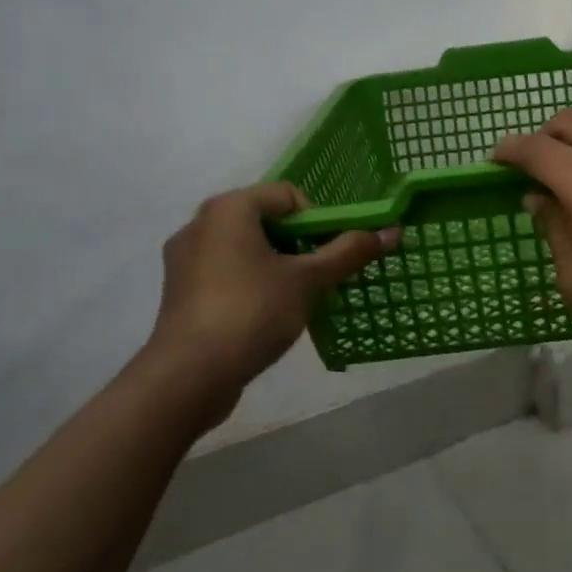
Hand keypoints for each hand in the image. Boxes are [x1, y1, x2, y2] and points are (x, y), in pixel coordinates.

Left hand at [147, 182, 393, 425]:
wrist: (187, 377)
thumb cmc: (251, 312)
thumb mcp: (308, 280)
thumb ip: (348, 252)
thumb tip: (393, 231)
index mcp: (229, 207)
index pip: (288, 195)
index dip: (318, 221)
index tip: (329, 256)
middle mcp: (200, 222)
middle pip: (265, 220)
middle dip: (298, 245)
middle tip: (317, 276)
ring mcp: (184, 258)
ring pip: (245, 248)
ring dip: (275, 265)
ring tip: (295, 298)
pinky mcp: (179, 290)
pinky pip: (224, 272)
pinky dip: (249, 283)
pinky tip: (263, 315)